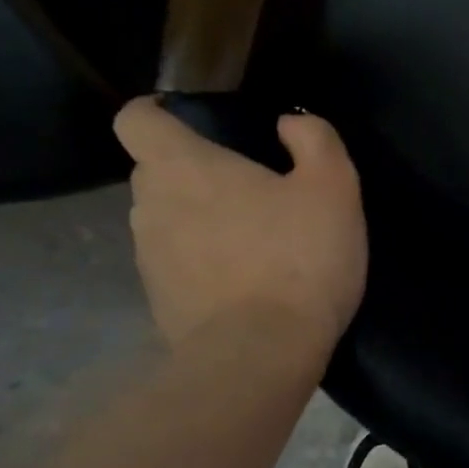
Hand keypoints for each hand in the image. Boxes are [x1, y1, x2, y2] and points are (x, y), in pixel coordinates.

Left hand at [114, 99, 366, 354]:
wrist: (260, 356)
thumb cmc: (297, 257)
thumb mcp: (333, 186)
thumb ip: (313, 139)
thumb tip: (288, 124)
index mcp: (183, 167)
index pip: (135, 119)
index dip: (156, 111)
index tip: (189, 118)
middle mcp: (151, 206)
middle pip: (155, 170)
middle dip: (193, 169)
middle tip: (247, 184)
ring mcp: (149, 258)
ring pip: (165, 218)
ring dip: (197, 217)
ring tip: (251, 236)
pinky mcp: (159, 301)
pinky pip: (175, 262)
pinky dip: (201, 260)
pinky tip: (245, 278)